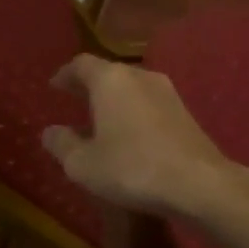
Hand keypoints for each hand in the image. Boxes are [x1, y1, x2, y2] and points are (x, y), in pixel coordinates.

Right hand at [41, 55, 241, 217]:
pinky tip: (130, 134)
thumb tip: (49, 132)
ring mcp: (167, 92)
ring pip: (132, 87)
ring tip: (100, 120)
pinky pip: (149, 103)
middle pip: (109, 73)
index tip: (54, 86)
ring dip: (114, 100)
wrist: (199, 182)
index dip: (65, 75)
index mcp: (111, 79)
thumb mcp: (84, 164)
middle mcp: (139, 76)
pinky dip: (134, 112)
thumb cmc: (132, 168)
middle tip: (74, 101)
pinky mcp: (185, 112)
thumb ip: (62, 145)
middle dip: (90, 86)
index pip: (81, 65)